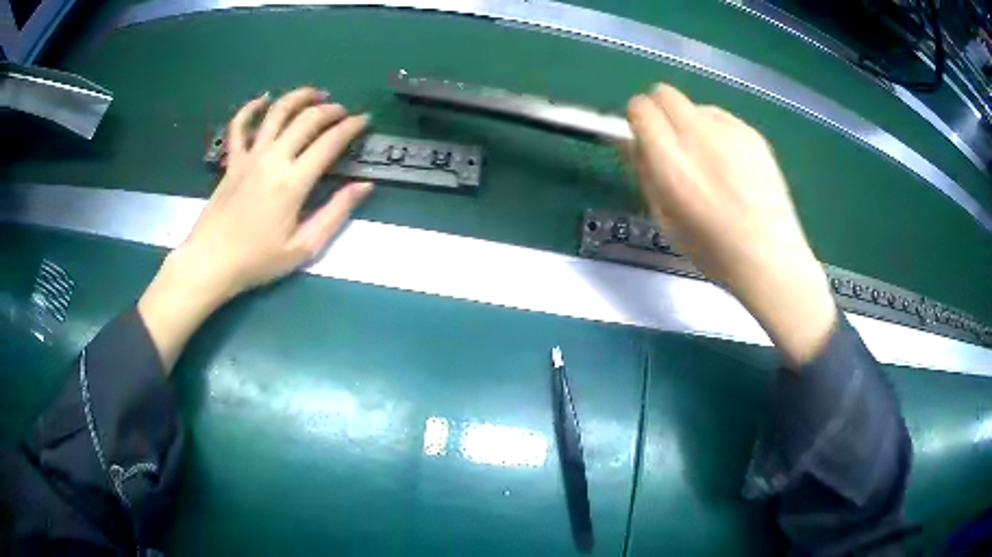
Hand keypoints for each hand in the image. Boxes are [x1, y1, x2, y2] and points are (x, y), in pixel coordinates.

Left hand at [139, 87, 372, 371]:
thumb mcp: (303, 247)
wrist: (211, 263)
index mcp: (293, 181)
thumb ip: (335, 213)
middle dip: (330, 109)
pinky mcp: (232, 161)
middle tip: (343, 111)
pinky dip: (250, 108)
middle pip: (306, 119)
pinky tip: (263, 99)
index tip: (365, 120)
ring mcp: (249, 156)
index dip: (351, 127)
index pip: (329, 142)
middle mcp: (273, 159)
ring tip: (315, 94)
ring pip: (276, 113)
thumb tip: (364, 186)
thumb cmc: (257, 260)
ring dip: (298, 97)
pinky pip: (239, 126)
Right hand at [626, 84, 835, 367]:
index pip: (640, 108)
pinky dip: (716, 131)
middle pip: (664, 93)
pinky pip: (721, 117)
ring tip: (706, 159)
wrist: (770, 257)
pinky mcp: (753, 134)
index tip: (642, 137)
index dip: (636, 118)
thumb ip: (644, 172)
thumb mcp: (664, 219)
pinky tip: (730, 163)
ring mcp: (730, 131)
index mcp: (672, 163)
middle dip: (659, 110)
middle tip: (669, 142)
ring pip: (694, 105)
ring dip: (689, 122)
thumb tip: (630, 140)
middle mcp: (699, 136)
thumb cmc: (713, 250)